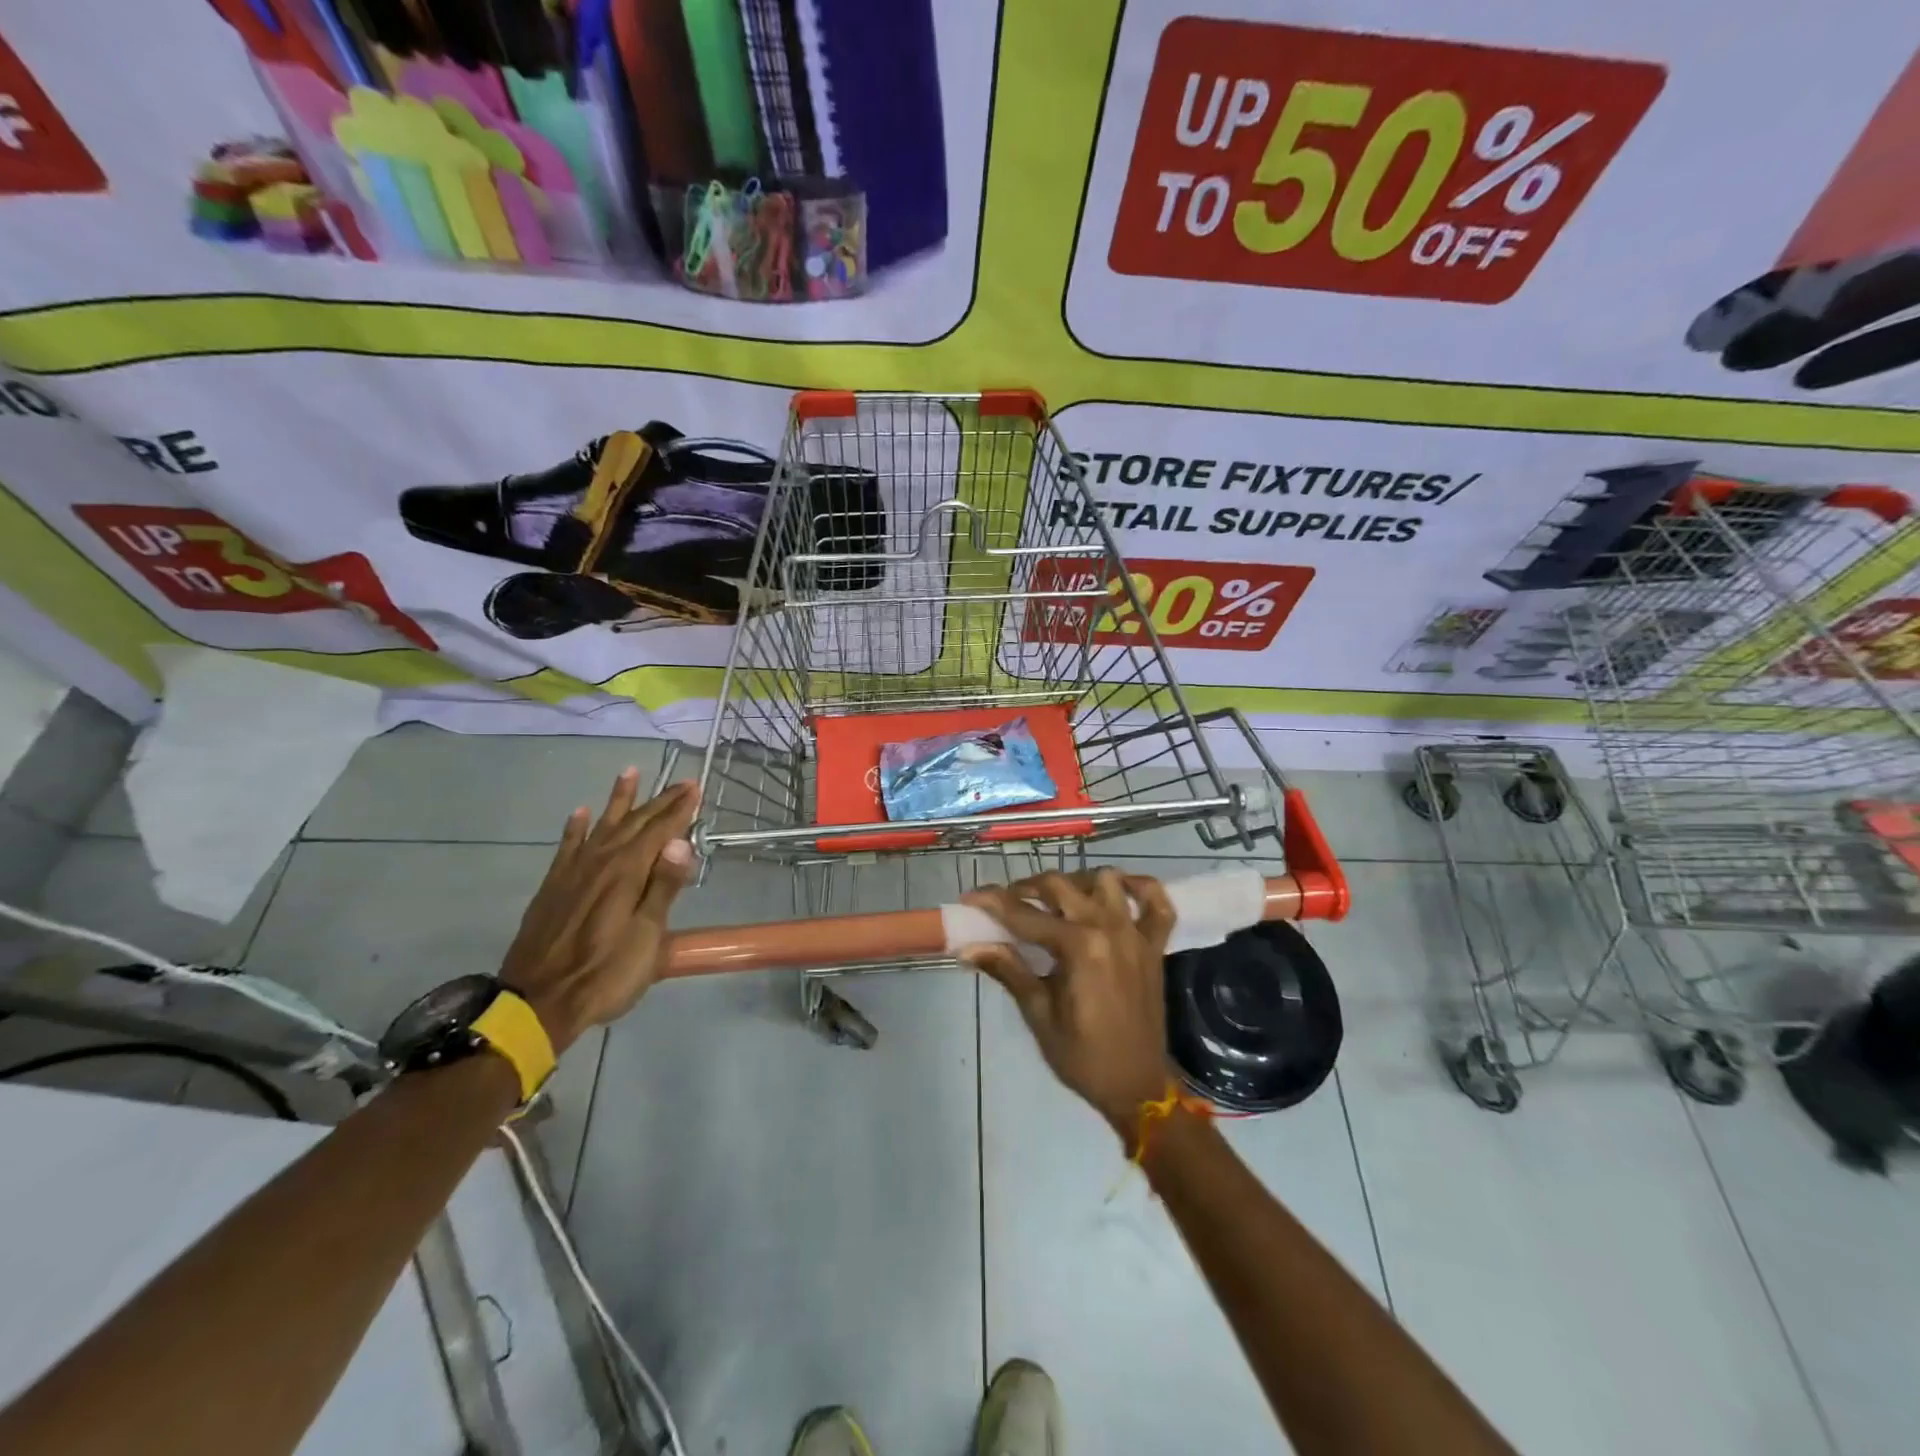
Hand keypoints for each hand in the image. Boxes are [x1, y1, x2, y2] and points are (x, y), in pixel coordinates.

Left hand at [497, 769, 699, 1053]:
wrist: (538, 1002)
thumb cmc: (606, 973)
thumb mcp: (647, 936)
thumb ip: (664, 887)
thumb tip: (681, 842)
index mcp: (628, 872)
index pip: (660, 831)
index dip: (680, 809)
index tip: (696, 787)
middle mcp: (601, 861)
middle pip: (635, 823)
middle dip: (660, 801)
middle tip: (681, 782)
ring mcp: (573, 871)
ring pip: (601, 825)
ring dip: (618, 800)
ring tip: (629, 773)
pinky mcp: (554, 886)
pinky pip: (568, 845)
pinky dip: (576, 827)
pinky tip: (580, 813)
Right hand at [960, 869, 1174, 1137]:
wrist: (1138, 1086)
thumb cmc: (1082, 1056)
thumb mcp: (1039, 1015)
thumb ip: (1009, 970)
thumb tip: (969, 946)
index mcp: (1078, 947)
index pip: (1024, 915)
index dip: (993, 903)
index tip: (970, 896)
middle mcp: (1108, 928)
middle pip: (1060, 885)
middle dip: (1027, 887)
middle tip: (1006, 901)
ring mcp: (1135, 933)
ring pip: (1105, 881)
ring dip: (1076, 882)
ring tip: (1057, 899)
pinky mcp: (1154, 944)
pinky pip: (1158, 902)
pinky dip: (1140, 888)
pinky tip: (1117, 891)